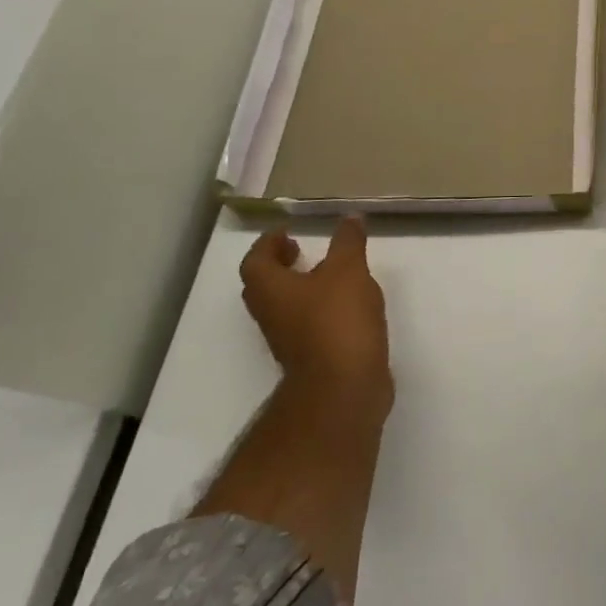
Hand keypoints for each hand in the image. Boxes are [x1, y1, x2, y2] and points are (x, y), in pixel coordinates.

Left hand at [239, 218, 391, 411]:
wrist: (344, 387)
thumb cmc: (337, 320)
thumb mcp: (348, 270)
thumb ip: (348, 242)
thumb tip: (349, 218)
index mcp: (271, 290)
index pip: (255, 261)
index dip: (268, 244)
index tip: (287, 232)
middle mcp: (271, 315)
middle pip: (264, 286)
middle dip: (280, 266)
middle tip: (301, 251)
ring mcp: (288, 340)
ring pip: (284, 307)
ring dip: (299, 288)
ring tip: (329, 275)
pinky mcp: (310, 357)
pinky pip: (305, 325)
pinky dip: (318, 309)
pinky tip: (345, 305)